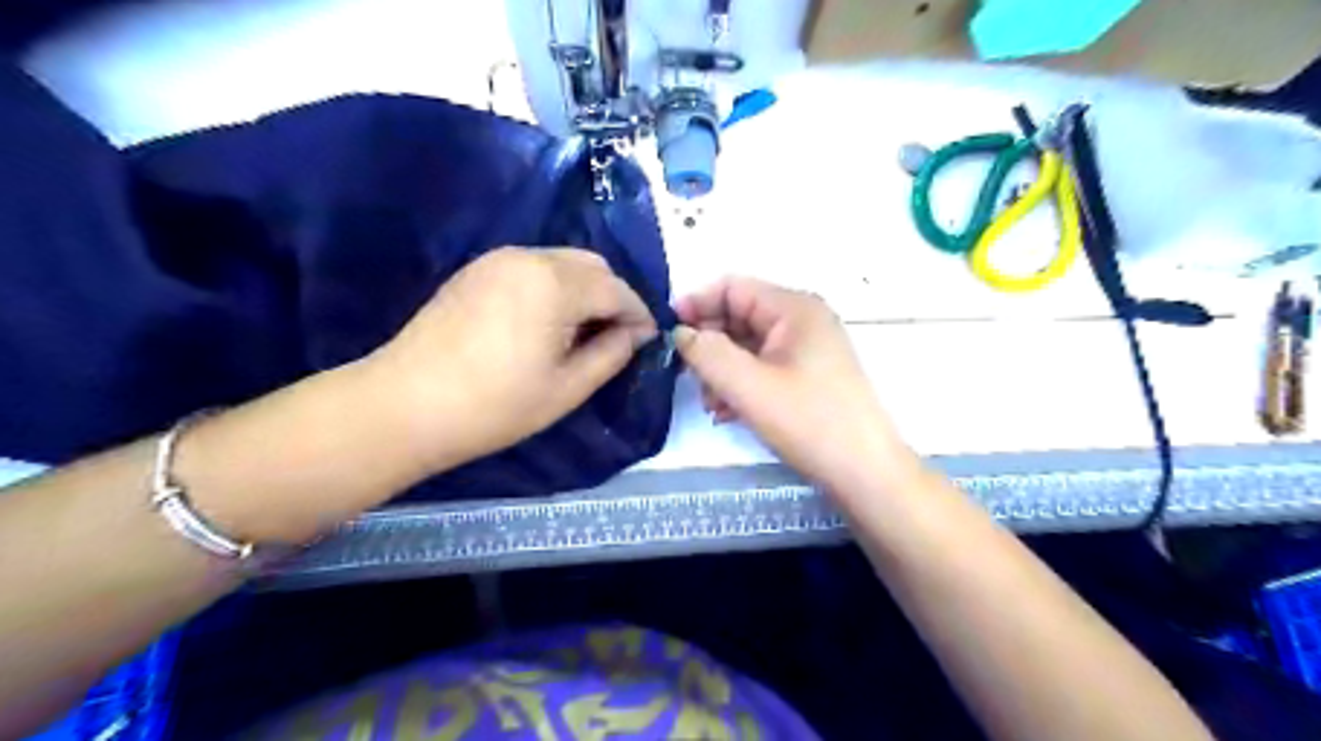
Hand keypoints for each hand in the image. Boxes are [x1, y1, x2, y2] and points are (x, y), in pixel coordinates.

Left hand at [364, 250, 654, 467]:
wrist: (404, 405)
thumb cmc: (495, 405)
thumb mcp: (567, 388)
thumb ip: (612, 353)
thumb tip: (637, 334)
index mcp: (556, 284)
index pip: (617, 290)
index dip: (639, 315)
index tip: (647, 341)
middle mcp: (530, 257)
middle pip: (593, 265)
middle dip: (613, 297)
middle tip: (614, 337)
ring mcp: (498, 259)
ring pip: (563, 262)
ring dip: (584, 289)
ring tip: (580, 332)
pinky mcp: (477, 269)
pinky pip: (533, 267)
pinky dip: (554, 286)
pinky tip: (545, 322)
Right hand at [675, 278, 916, 491]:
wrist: (865, 473)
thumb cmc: (809, 422)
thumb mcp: (749, 386)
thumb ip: (708, 354)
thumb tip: (680, 333)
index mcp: (794, 308)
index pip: (732, 287)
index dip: (696, 304)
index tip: (666, 333)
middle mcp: (802, 320)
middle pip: (739, 316)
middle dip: (709, 345)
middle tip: (688, 378)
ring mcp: (807, 349)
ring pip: (748, 346)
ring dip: (721, 370)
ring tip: (711, 404)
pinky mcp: (808, 376)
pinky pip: (763, 367)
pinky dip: (741, 384)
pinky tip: (728, 412)